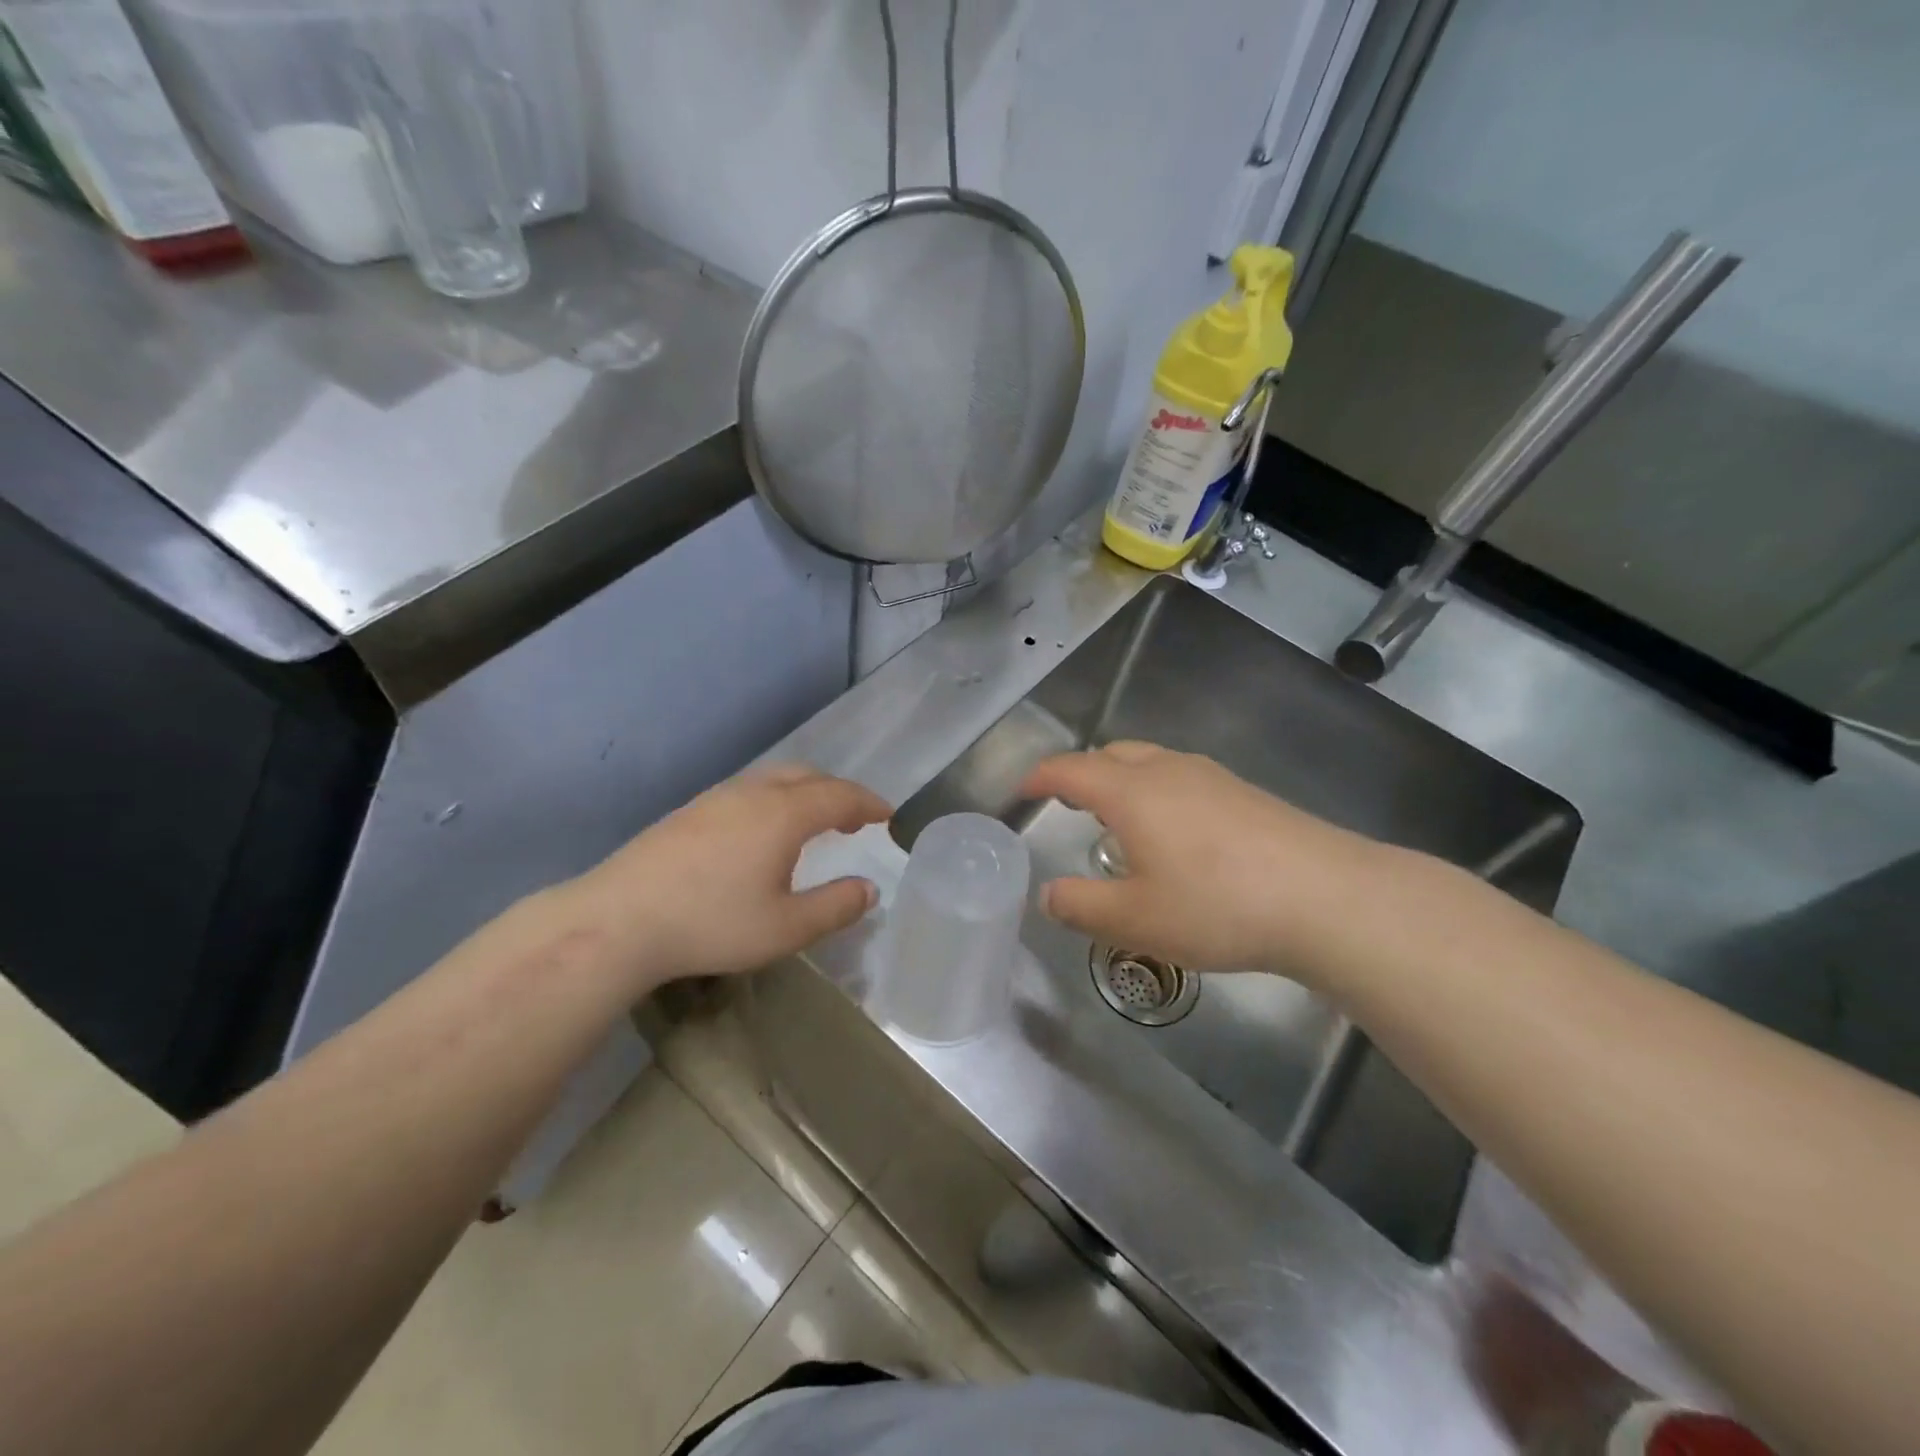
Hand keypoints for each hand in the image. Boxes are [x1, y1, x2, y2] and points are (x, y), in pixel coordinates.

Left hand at [566, 765, 890, 992]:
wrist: (618, 920)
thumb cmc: (711, 924)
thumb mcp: (786, 928)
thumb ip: (835, 907)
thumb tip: (869, 889)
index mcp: (784, 814)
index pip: (840, 796)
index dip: (869, 804)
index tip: (888, 816)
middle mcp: (753, 793)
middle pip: (808, 776)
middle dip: (839, 793)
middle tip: (854, 820)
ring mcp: (717, 798)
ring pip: (774, 779)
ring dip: (805, 793)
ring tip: (813, 824)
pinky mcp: (690, 811)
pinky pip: (749, 790)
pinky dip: (775, 800)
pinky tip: (763, 833)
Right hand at [1020, 742, 1396, 985]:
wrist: (1326, 897)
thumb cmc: (1217, 905)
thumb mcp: (1135, 919)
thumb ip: (1081, 906)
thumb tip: (1048, 895)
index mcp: (1131, 792)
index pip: (1070, 770)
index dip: (1040, 777)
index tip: (1022, 792)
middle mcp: (1168, 770)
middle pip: (1111, 754)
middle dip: (1081, 773)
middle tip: (1067, 804)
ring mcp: (1212, 776)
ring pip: (1151, 762)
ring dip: (1122, 780)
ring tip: (1117, 818)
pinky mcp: (1245, 792)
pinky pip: (1182, 777)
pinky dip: (1157, 791)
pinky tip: (1175, 832)